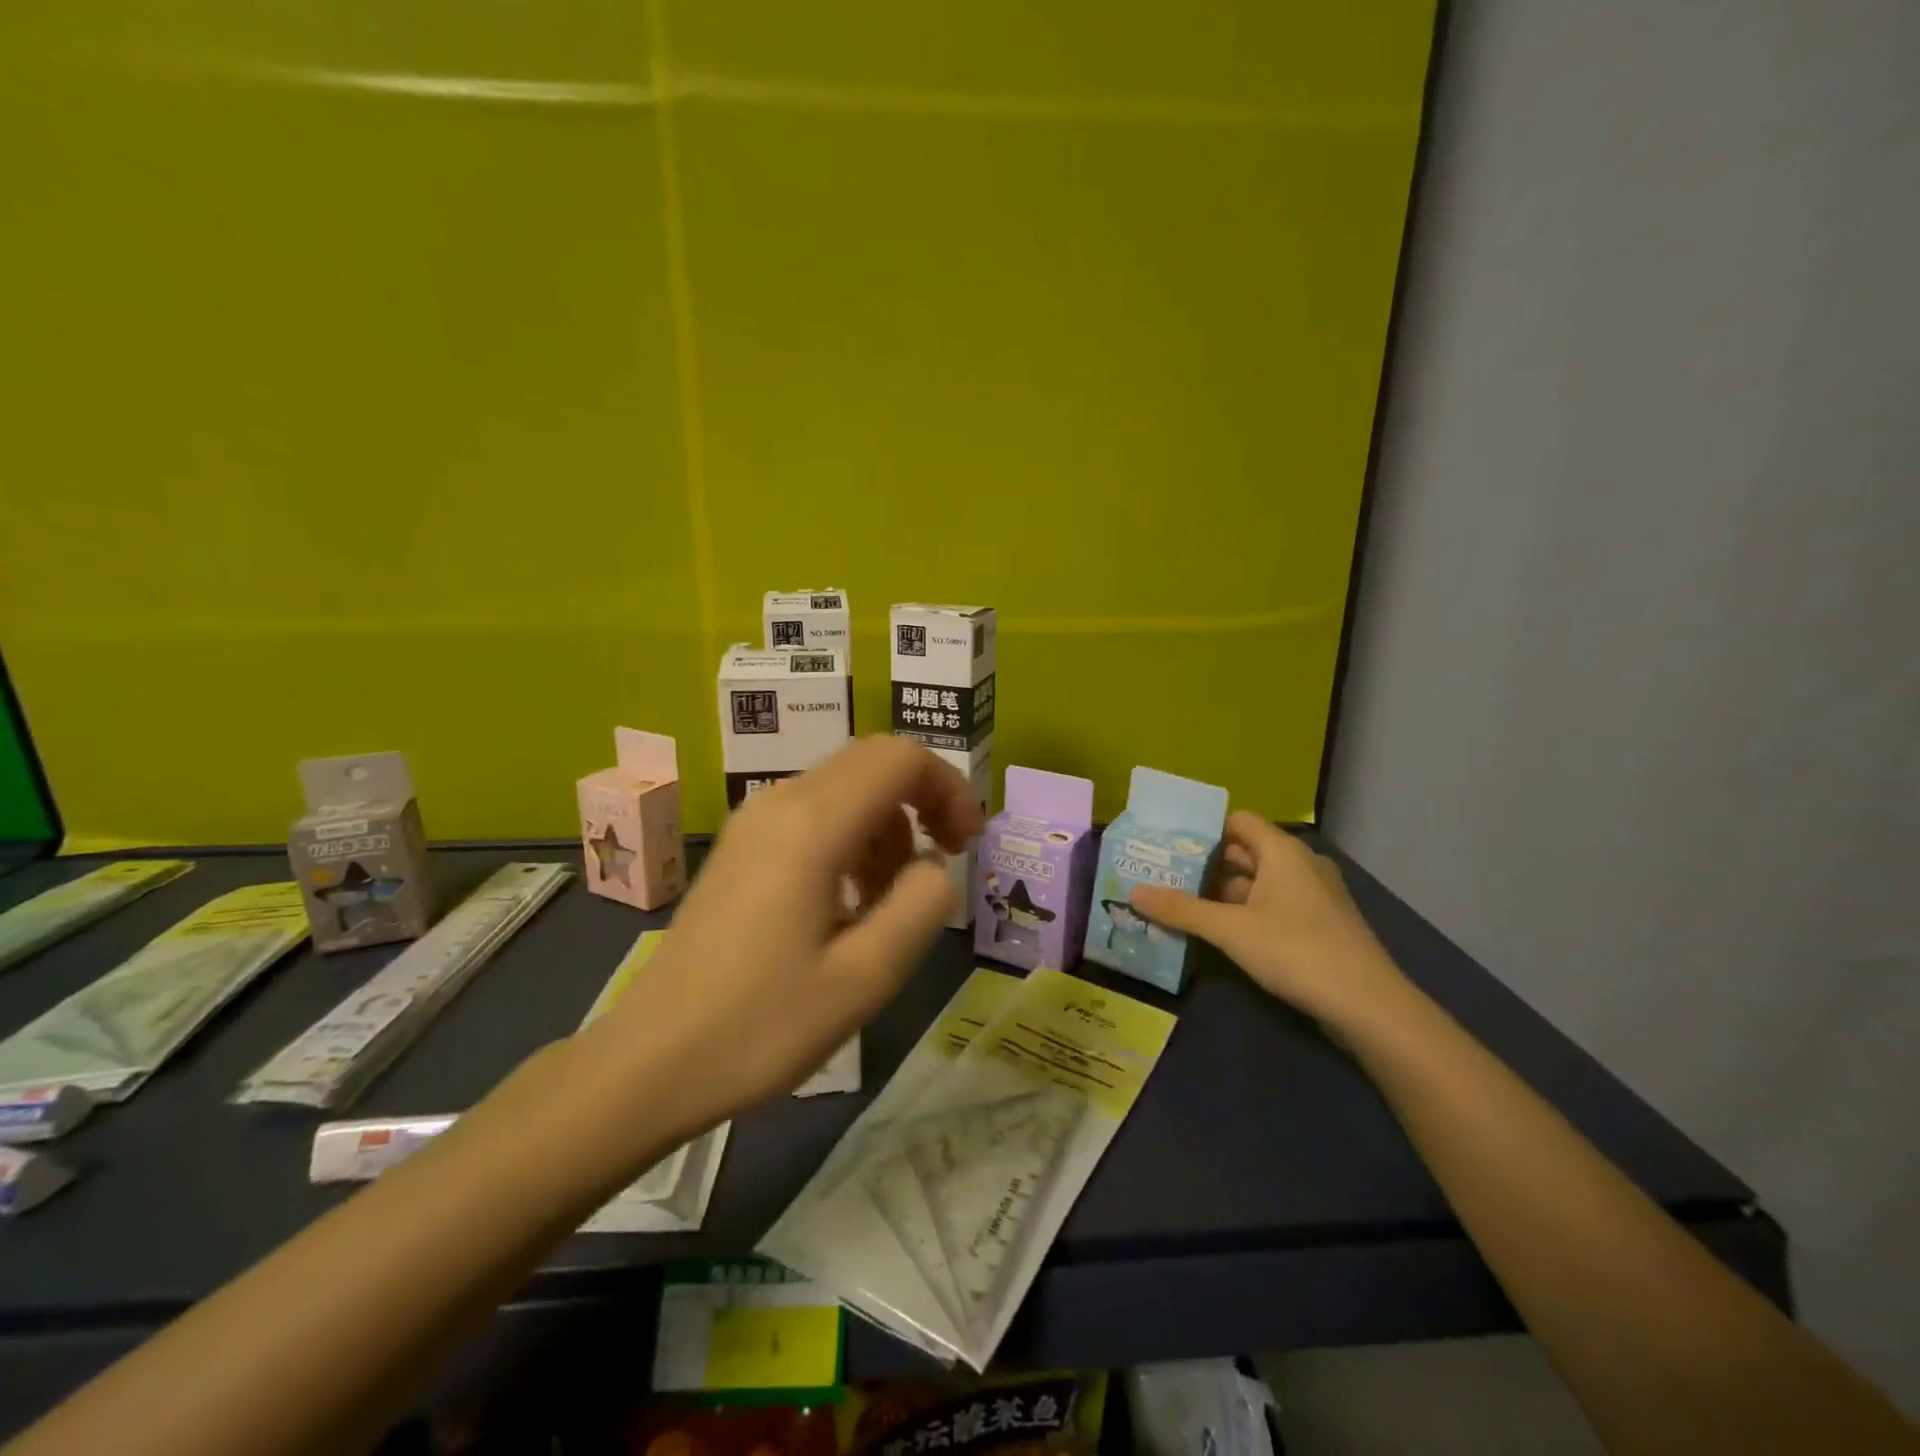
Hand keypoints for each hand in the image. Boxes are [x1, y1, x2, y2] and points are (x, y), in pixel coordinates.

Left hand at [585, 737, 981, 1134]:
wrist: (649, 1061)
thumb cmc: (761, 1026)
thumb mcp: (865, 979)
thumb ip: (921, 906)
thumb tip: (932, 865)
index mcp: (811, 825)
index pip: (900, 758)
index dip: (948, 787)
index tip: (967, 844)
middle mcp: (779, 802)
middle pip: (873, 762)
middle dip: (923, 800)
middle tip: (943, 863)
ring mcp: (753, 821)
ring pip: (844, 787)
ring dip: (886, 826)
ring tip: (890, 900)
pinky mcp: (741, 846)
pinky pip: (813, 813)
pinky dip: (852, 838)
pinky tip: (848, 902)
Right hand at [1129, 812, 1406, 1029]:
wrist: (1369, 1006)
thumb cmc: (1295, 950)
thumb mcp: (1230, 930)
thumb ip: (1182, 910)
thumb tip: (1134, 892)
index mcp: (1283, 851)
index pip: (1238, 821)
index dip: (1204, 831)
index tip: (1169, 847)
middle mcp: (1301, 864)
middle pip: (1246, 852)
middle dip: (1207, 865)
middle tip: (1166, 877)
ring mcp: (1314, 896)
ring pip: (1260, 883)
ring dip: (1224, 893)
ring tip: (1184, 905)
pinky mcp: (1320, 925)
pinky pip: (1275, 906)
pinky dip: (1247, 913)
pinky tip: (1222, 933)